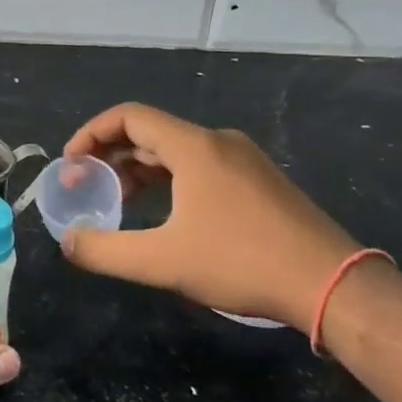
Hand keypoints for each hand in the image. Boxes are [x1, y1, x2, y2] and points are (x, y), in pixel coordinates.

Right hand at [60, 103, 362, 332]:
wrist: (333, 284)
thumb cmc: (242, 263)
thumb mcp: (163, 262)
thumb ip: (106, 251)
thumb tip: (68, 243)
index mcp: (194, 147)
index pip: (129, 117)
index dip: (91, 133)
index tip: (71, 163)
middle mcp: (219, 141)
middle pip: (151, 132)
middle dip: (111, 154)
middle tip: (87, 184)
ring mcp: (244, 159)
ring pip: (176, 150)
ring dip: (139, 168)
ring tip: (118, 198)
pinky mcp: (260, 180)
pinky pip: (200, 165)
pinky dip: (169, 178)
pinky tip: (164, 211)